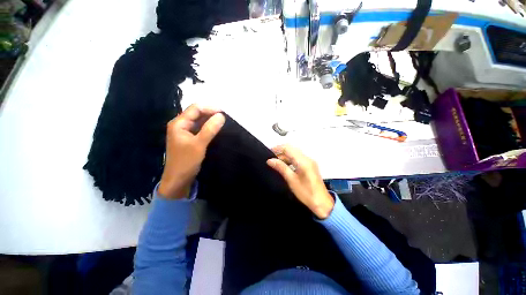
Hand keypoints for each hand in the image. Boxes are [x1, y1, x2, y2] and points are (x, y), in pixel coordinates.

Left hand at [158, 104, 224, 198]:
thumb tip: (221, 116)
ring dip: (210, 120)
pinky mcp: (190, 138)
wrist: (178, 180)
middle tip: (225, 117)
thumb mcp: (199, 144)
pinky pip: (200, 129)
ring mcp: (185, 132)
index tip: (224, 113)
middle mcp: (181, 125)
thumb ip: (210, 129)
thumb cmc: (186, 161)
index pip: (195, 108)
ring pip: (199, 121)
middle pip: (197, 113)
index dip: (210, 108)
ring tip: (223, 122)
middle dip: (211, 113)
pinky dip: (208, 127)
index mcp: (179, 123)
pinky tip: (216, 129)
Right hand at [267, 145, 333, 218]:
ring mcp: (309, 161)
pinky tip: (284, 165)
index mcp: (303, 161)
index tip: (269, 152)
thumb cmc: (306, 193)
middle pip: (291, 149)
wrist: (322, 203)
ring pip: (294, 153)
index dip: (277, 148)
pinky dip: (290, 159)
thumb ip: (281, 168)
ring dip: (285, 156)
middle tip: (271, 158)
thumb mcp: (291, 180)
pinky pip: (297, 158)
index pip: (288, 148)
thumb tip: (270, 160)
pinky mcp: (310, 165)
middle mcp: (307, 158)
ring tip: (275, 163)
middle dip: (280, 152)